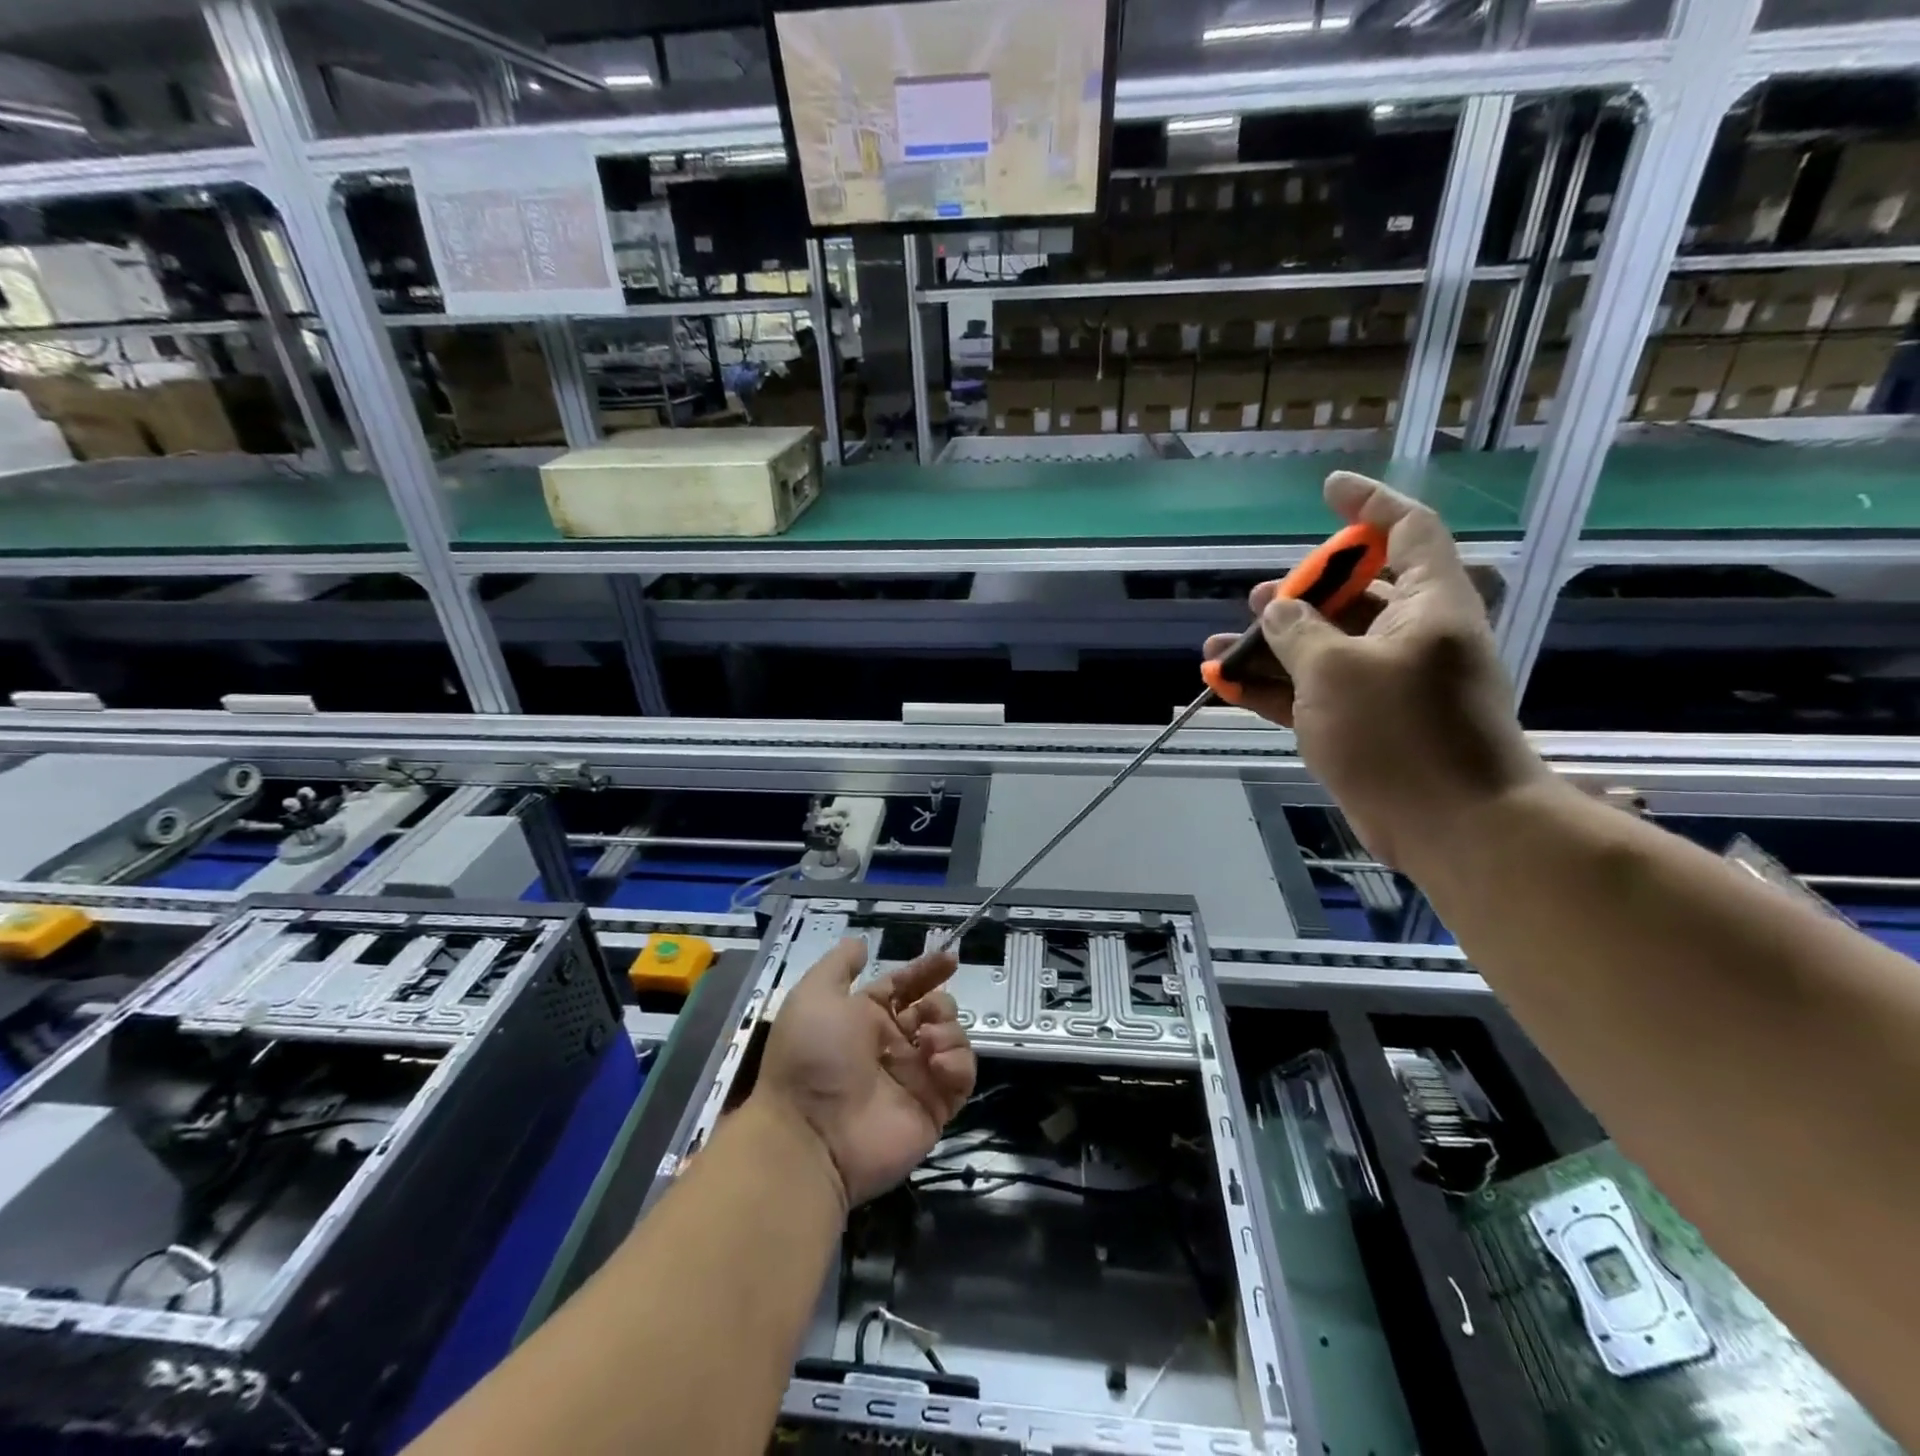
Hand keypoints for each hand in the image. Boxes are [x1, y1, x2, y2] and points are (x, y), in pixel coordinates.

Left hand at [753, 939, 976, 1208]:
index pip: (905, 987)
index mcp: (866, 1018)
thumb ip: (839, 965)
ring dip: (949, 1031)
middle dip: (940, 1004)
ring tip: (928, 1041)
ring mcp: (915, 1079)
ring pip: (953, 1040)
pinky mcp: (934, 1109)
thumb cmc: (812, 1056)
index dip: (926, 971)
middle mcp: (892, 1046)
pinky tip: (937, 1063)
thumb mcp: (814, 995)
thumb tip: (861, 943)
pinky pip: (961, 1078)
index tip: (950, 959)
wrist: (810, 1135)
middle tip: (927, 1014)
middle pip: (935, 1011)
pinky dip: (958, 1064)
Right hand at [1204, 471, 1547, 869]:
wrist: (1451, 824)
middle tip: (1257, 598)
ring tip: (1219, 647)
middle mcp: (1413, 636)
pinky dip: (1272, 688)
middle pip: (1354, 595)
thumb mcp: (1336, 669)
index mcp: (1429, 604)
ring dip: (1271, 647)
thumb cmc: (1400, 731)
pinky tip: (1225, 684)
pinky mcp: (1365, 724)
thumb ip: (1298, 631)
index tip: (1328, 490)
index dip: (1368, 505)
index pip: (1407, 530)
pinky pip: (1312, 692)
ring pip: (1323, 648)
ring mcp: (1388, 683)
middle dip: (1300, 592)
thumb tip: (1276, 609)